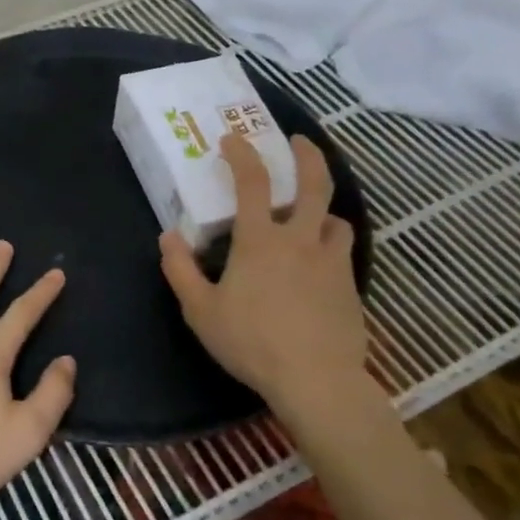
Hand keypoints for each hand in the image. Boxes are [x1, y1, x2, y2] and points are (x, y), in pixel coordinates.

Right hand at [159, 132, 371, 425]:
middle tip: (300, 142)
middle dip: (308, 156)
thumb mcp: (201, 310)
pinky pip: (343, 253)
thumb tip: (168, 237)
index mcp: (260, 240)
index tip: (232, 138)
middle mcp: (300, 240)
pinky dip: (332, 245)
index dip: (242, 154)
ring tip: (314, 215)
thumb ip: (180, 270)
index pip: (252, 181)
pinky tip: (320, 264)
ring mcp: (331, 262)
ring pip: (338, 219)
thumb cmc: (252, 342)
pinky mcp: (351, 287)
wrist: (317, 381)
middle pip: (314, 184)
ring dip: (325, 210)